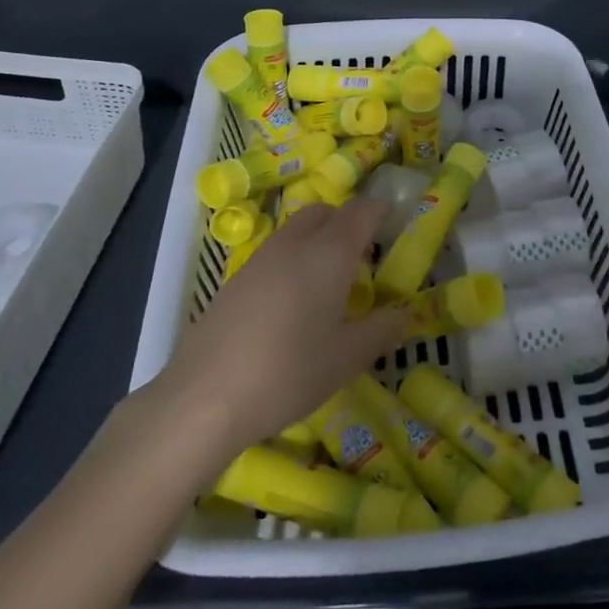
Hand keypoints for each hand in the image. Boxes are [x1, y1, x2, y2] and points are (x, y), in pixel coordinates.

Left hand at [149, 198, 411, 454]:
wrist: (204, 397)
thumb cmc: (289, 372)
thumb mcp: (348, 358)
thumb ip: (382, 330)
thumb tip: (404, 312)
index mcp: (330, 252)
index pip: (361, 211)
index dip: (381, 210)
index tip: (395, 220)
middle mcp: (295, 243)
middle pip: (325, 212)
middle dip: (347, 222)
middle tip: (363, 255)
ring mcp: (260, 259)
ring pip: (296, 231)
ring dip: (318, 240)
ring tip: (329, 283)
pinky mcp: (235, 280)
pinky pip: (275, 254)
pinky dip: (293, 261)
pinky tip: (292, 304)